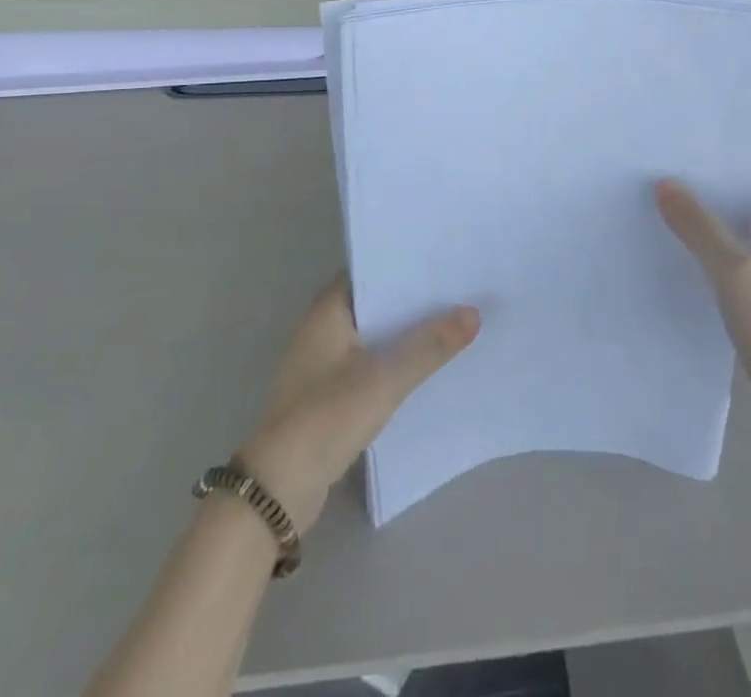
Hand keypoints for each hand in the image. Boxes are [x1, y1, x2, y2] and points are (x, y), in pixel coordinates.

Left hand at [237, 276, 478, 531]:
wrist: (277, 491)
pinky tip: (426, 367)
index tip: (441, 259)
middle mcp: (321, 330)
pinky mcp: (327, 397)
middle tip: (458, 288)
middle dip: (411, 299)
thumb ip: (429, 346)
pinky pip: (369, 366)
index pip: (369, 270)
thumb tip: (474, 312)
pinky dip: (393, 363)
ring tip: (452, 322)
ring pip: (373, 336)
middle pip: (374, 303)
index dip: (403, 263)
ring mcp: (322, 365)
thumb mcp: (384, 379)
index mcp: (327, 311)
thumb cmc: (326, 417)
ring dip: (404, 333)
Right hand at [657, 146, 750, 461]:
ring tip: (659, 191)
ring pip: (741, 223)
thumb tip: (665, 183)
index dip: (739, 137)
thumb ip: (700, 227)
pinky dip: (710, 245)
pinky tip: (674, 245)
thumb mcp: (736, 275)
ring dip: (709, 210)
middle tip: (663, 155)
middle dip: (714, 171)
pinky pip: (735, 255)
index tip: (694, 125)